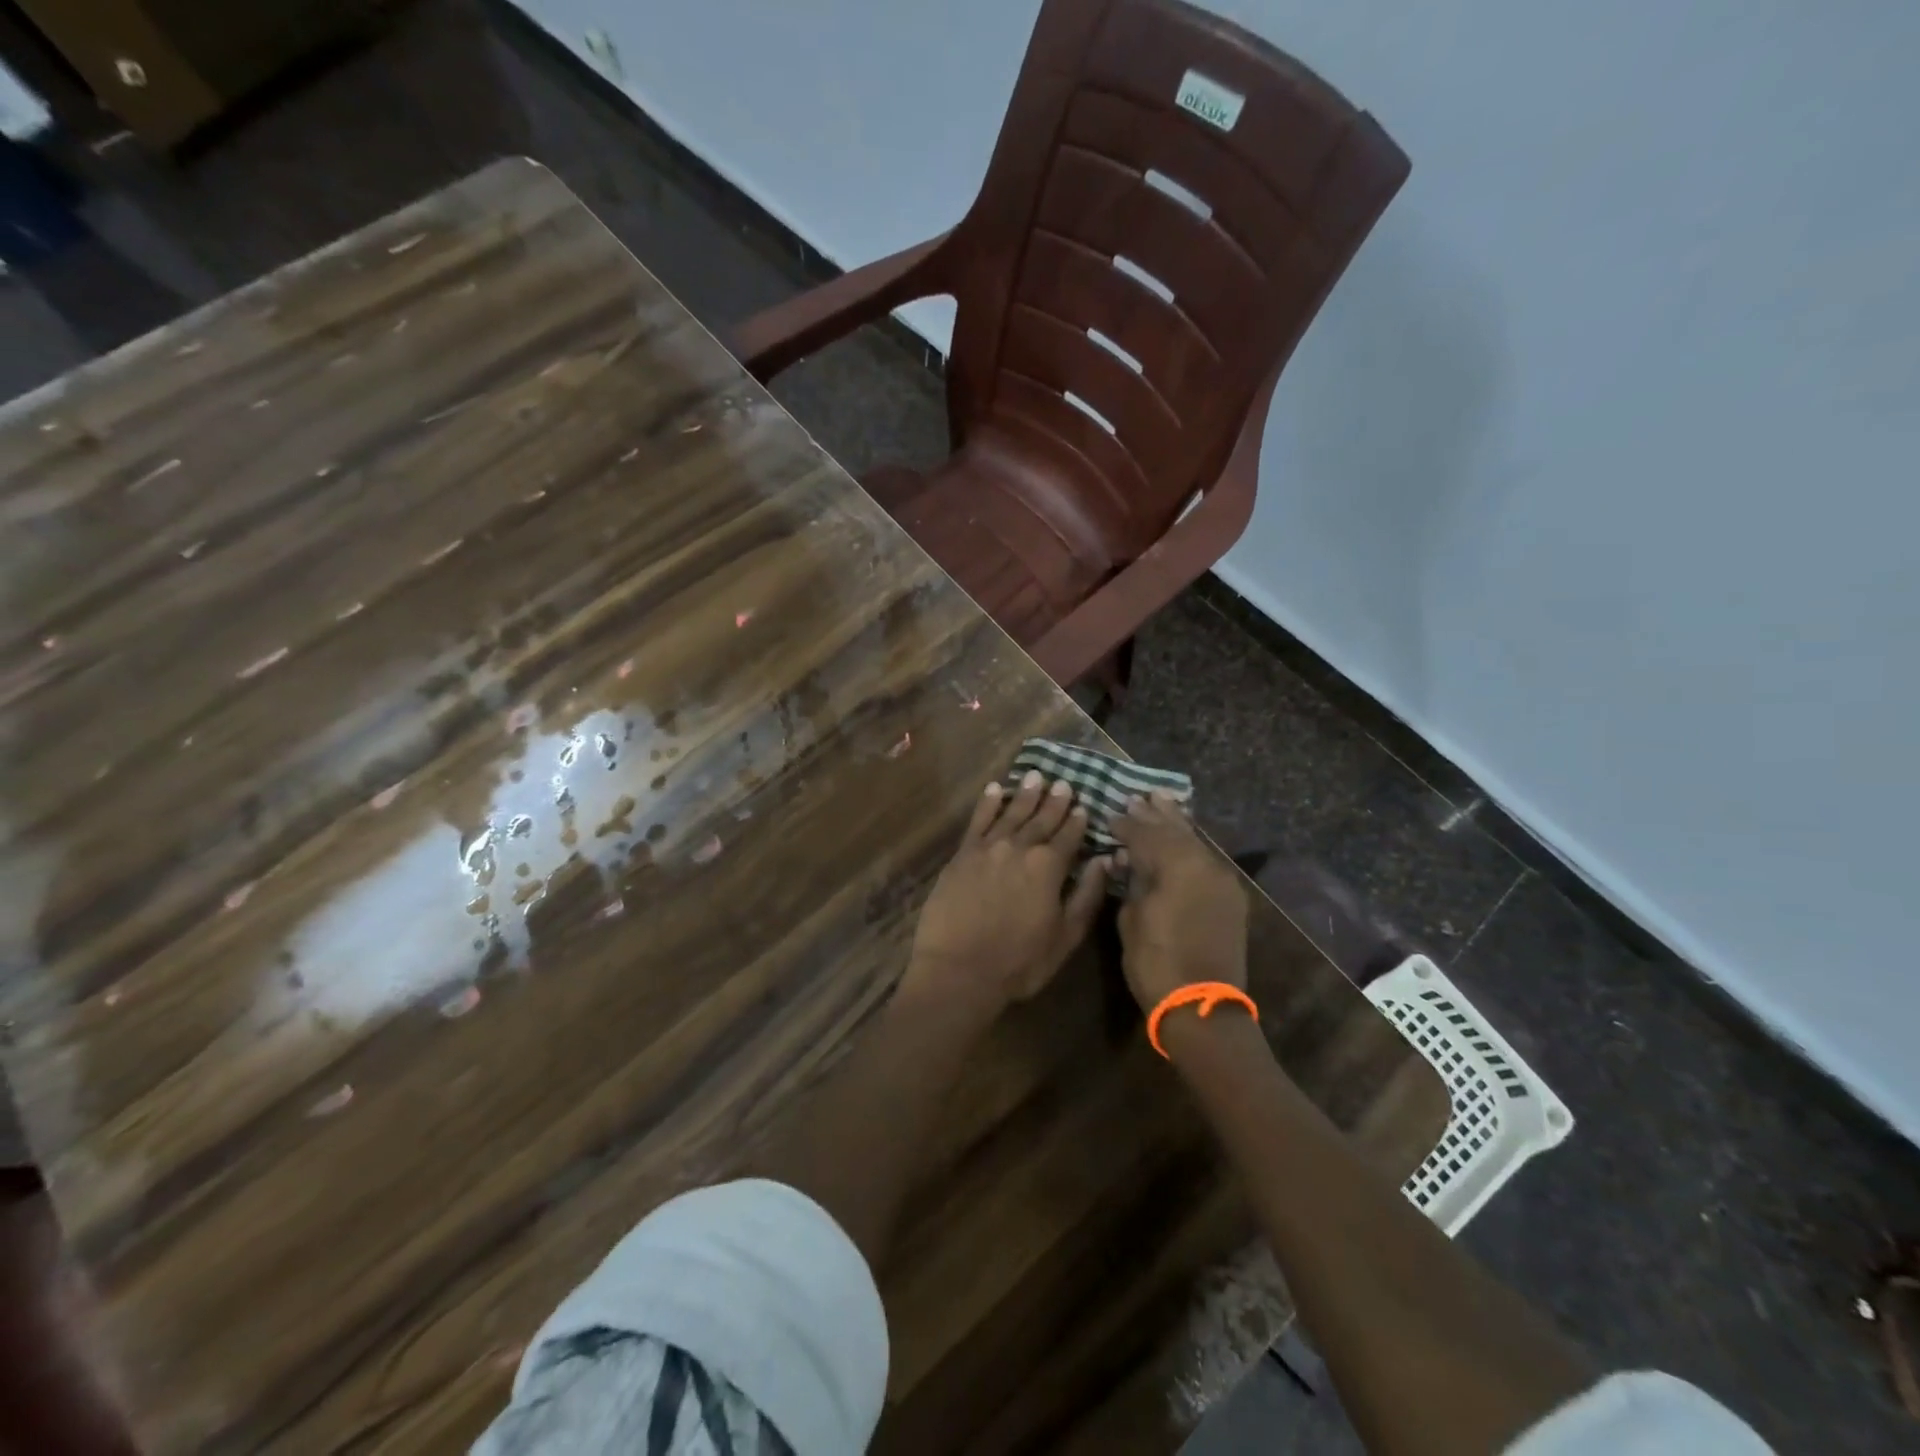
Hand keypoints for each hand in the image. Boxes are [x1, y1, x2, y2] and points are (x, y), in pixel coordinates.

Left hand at [906, 771, 1110, 1013]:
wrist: (959, 970)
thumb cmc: (1019, 962)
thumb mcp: (1065, 936)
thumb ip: (1087, 895)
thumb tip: (1103, 860)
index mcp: (1049, 867)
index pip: (1068, 837)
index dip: (1077, 821)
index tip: (1083, 805)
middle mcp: (1019, 848)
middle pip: (1040, 819)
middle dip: (1054, 801)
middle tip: (1063, 783)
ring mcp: (988, 848)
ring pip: (1011, 813)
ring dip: (1025, 794)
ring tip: (1035, 776)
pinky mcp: (962, 855)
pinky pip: (978, 821)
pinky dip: (988, 803)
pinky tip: (994, 789)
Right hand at [1112, 791, 1247, 1012]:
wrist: (1203, 1008)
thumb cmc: (1157, 963)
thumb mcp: (1131, 919)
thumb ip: (1132, 882)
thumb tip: (1127, 861)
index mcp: (1178, 866)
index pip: (1146, 834)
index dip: (1126, 824)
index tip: (1110, 815)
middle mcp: (1205, 865)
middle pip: (1176, 831)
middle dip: (1155, 815)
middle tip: (1138, 798)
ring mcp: (1223, 881)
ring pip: (1196, 843)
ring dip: (1177, 825)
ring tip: (1162, 803)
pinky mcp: (1230, 899)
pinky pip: (1207, 860)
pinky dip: (1191, 847)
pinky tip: (1182, 840)